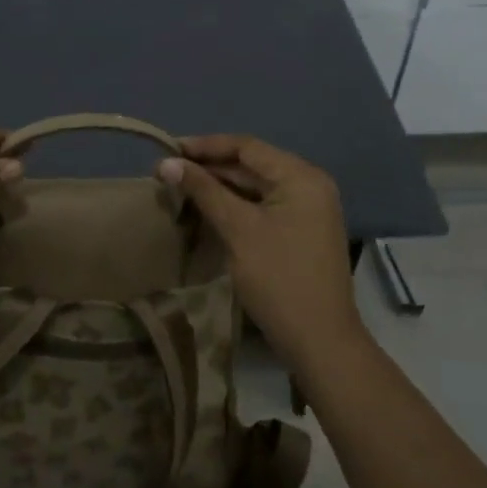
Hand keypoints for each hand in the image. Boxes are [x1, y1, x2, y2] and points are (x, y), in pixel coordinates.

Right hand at [158, 135, 364, 370]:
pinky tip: (206, 209)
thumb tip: (166, 163)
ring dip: (220, 187)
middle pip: (252, 165)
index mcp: (300, 176)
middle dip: (210, 167)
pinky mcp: (301, 231)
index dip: (205, 146)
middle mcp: (309, 184)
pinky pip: (263, 206)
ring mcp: (307, 209)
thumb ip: (204, 191)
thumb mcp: (238, 229)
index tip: (169, 149)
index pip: (247, 147)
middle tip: (169, 171)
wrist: (320, 341)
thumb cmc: (278, 278)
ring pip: (256, 187)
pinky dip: (236, 205)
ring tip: (180, 187)